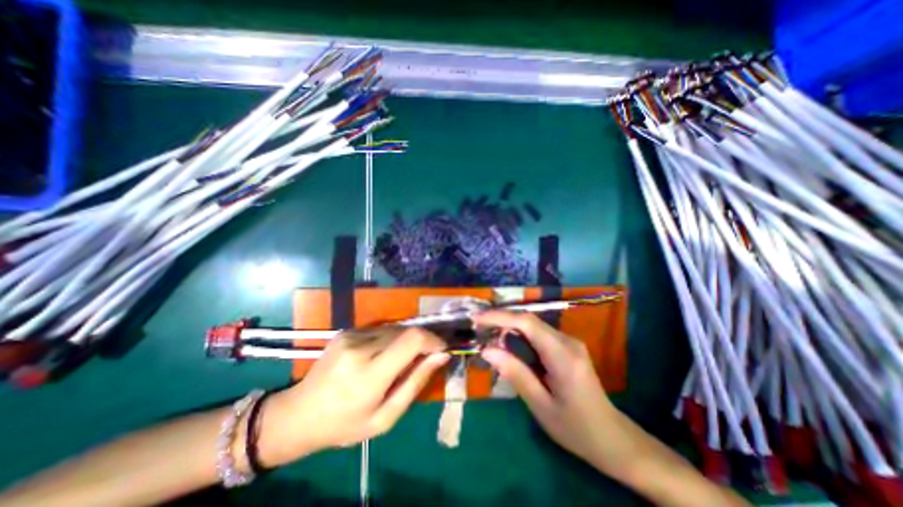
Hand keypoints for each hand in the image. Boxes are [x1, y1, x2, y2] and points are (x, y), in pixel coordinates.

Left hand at [258, 328, 446, 465]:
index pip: (411, 340)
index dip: (433, 339)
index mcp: (369, 375)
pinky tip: (381, 356)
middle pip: (405, 331)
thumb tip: (441, 355)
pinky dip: (390, 339)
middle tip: (423, 359)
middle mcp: (360, 347)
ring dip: (406, 340)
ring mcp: (351, 336)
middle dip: (421, 342)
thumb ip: (416, 383)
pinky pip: (380, 330)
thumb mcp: (386, 417)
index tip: (442, 349)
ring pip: (394, 328)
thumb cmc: (345, 424)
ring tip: (399, 361)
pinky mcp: (346, 331)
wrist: (299, 414)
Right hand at [475, 311, 625, 472]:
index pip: (527, 323)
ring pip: (533, 325)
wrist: (612, 438)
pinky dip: (520, 336)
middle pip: (529, 320)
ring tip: (487, 335)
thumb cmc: (576, 428)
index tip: (476, 318)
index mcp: (563, 355)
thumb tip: (487, 350)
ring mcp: (569, 342)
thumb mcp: (541, 406)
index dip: (500, 317)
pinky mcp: (567, 346)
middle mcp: (567, 341)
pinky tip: (508, 345)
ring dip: (509, 327)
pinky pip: (539, 334)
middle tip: (478, 327)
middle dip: (501, 320)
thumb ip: (515, 374)